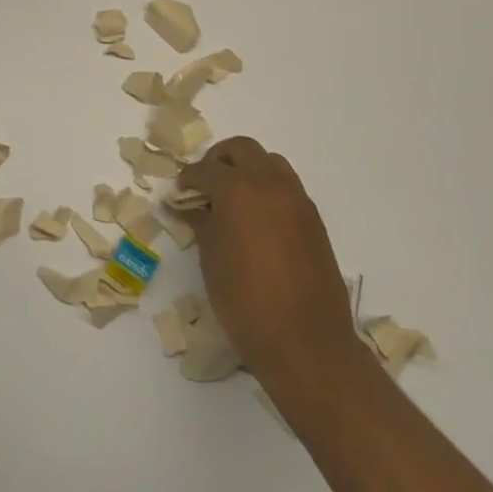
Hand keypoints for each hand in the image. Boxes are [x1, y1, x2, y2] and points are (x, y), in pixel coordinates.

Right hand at [185, 137, 365, 401]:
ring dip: (248, 169)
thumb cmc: (245, 301)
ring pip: (270, 162)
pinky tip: (257, 220)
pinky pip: (287, 187)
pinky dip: (268, 189)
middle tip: (205, 186)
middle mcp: (269, 183)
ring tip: (233, 200)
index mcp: (237, 189)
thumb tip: (191, 207)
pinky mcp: (313, 219)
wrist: (306, 342)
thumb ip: (201, 223)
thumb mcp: (211, 260)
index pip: (205, 169)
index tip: (179, 194)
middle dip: (219, 160)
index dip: (187, 180)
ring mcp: (297, 199)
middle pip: (242, 149)